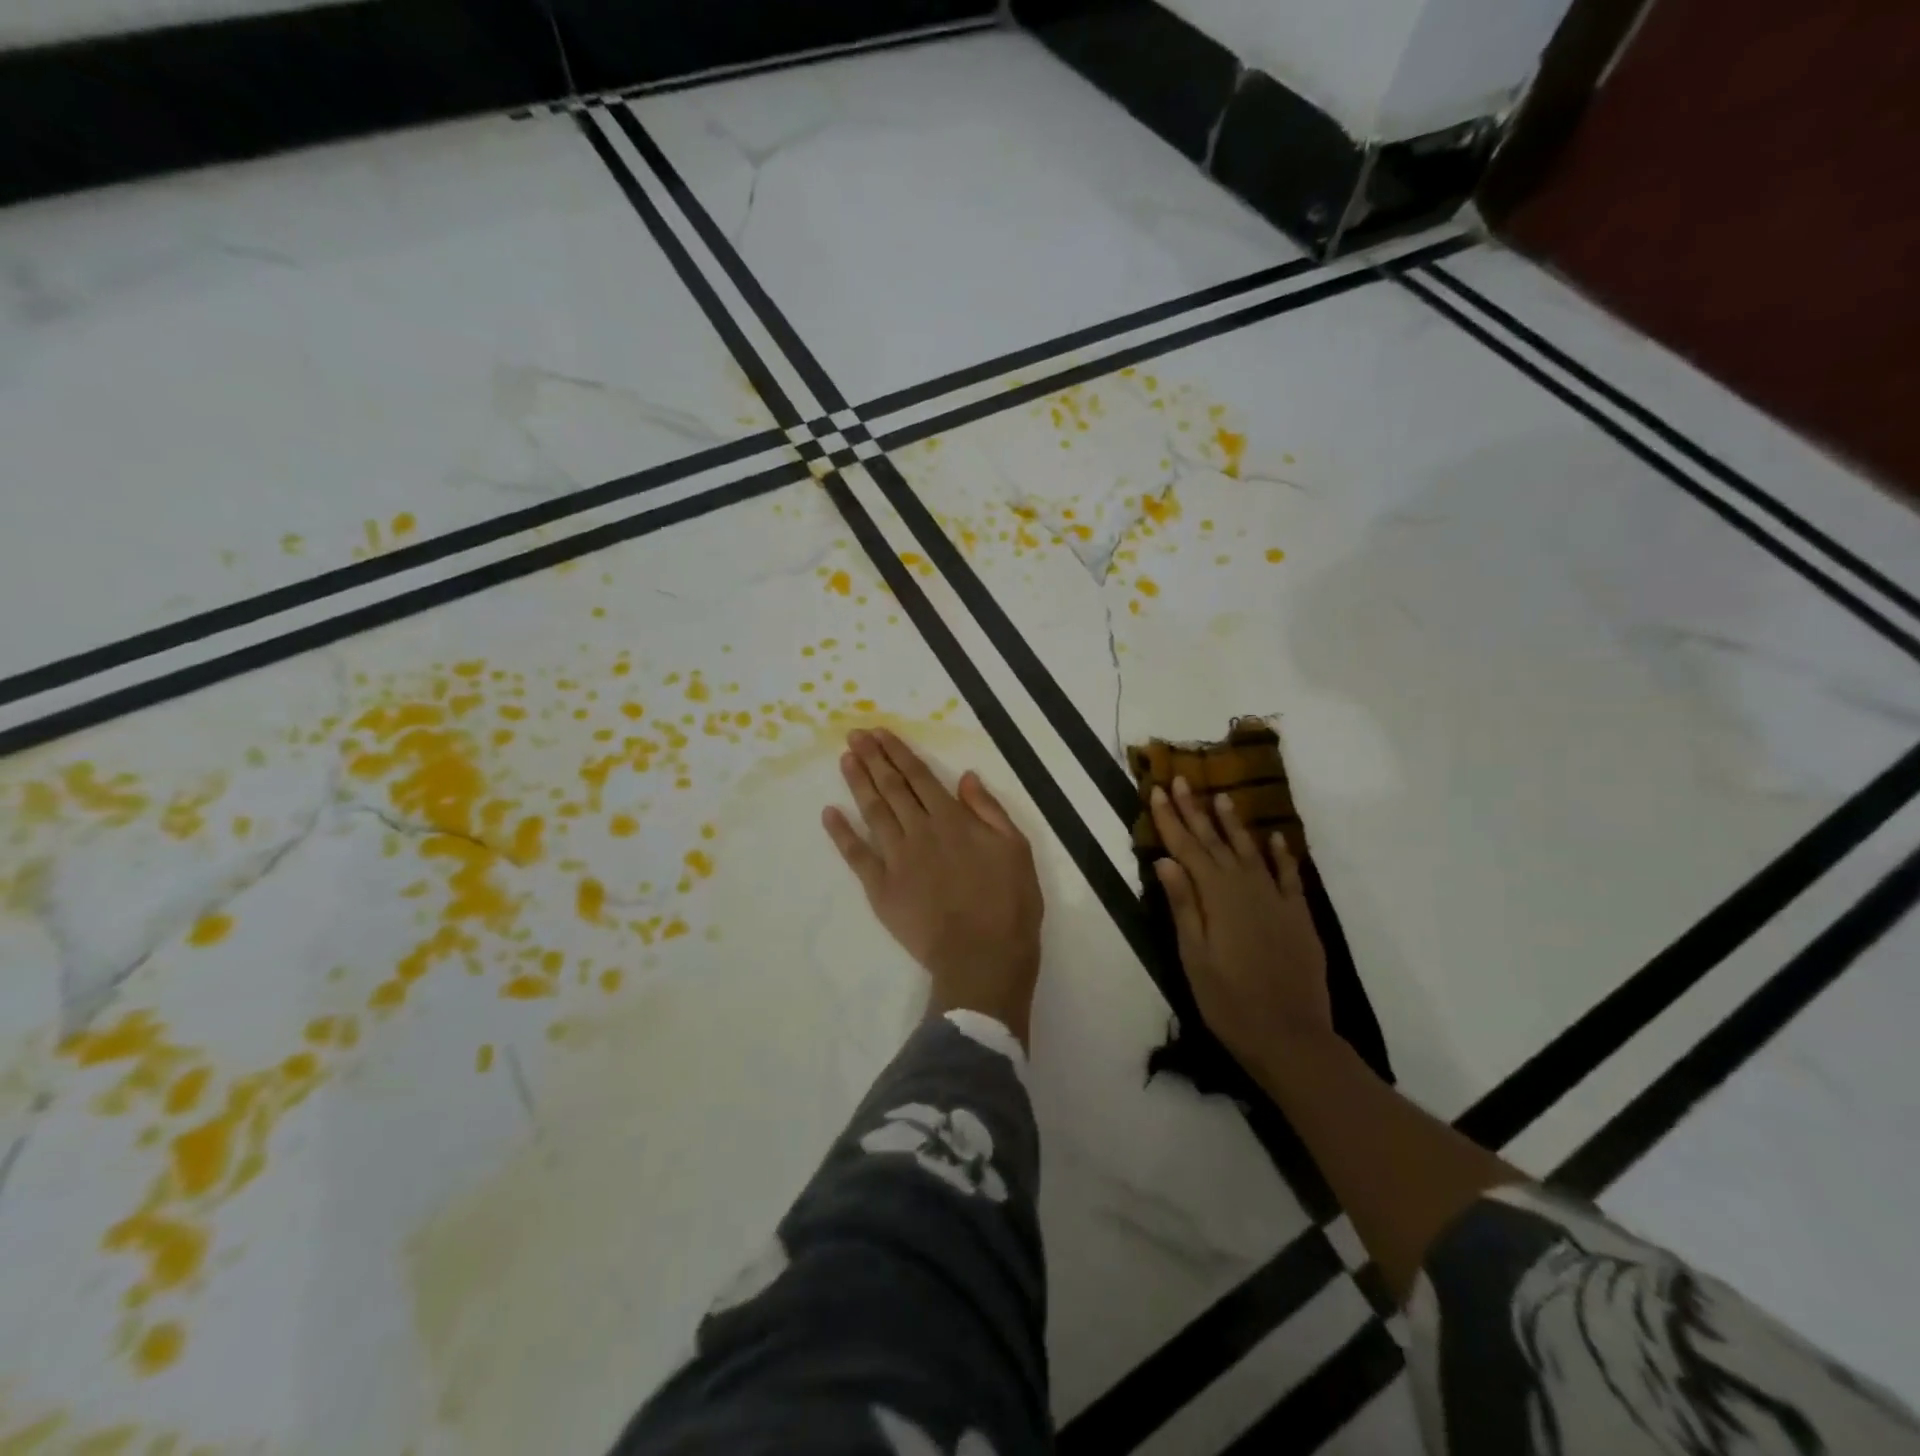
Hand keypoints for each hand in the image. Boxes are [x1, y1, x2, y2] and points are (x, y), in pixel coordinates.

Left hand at [822, 729, 1043, 1046]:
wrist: (983, 957)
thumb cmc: (1008, 904)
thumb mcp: (1016, 849)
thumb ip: (989, 810)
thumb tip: (965, 776)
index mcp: (952, 820)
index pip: (919, 777)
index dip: (897, 753)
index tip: (879, 733)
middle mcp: (920, 832)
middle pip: (891, 788)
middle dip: (872, 758)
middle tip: (854, 735)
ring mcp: (897, 859)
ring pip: (873, 812)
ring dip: (858, 783)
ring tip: (845, 760)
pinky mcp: (881, 889)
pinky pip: (857, 855)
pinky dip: (842, 833)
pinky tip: (830, 813)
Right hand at [1149, 776, 1332, 1071]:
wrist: (1291, 1037)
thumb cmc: (1229, 1002)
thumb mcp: (1194, 956)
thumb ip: (1182, 905)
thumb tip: (1166, 860)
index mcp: (1216, 897)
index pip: (1187, 848)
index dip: (1171, 819)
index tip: (1159, 790)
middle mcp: (1246, 888)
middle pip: (1215, 842)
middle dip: (1196, 810)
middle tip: (1182, 779)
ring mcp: (1276, 900)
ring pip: (1250, 851)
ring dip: (1234, 823)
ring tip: (1222, 796)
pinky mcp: (1298, 916)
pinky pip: (1289, 876)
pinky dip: (1281, 854)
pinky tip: (1275, 837)